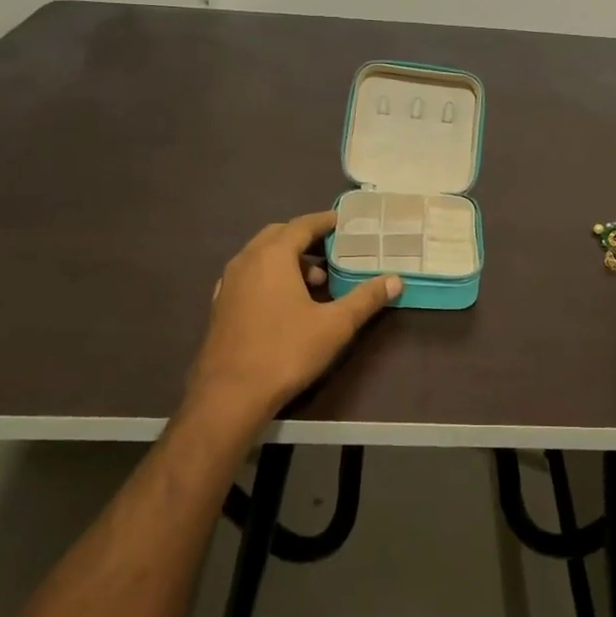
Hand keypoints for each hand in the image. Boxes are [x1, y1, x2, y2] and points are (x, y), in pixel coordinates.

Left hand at [185, 212, 400, 432]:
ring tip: (315, 281)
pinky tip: (285, 301)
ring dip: (288, 259)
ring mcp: (228, 283)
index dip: (325, 221)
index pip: (302, 225)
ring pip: (261, 256)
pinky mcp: (220, 305)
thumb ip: (365, 299)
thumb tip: (395, 280)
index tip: (344, 222)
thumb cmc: (285, 352)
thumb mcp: (335, 326)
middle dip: (305, 238)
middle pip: (278, 235)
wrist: (229, 395)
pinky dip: (270, 275)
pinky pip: (249, 275)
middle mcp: (246, 261)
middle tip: (332, 250)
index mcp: (273, 256)